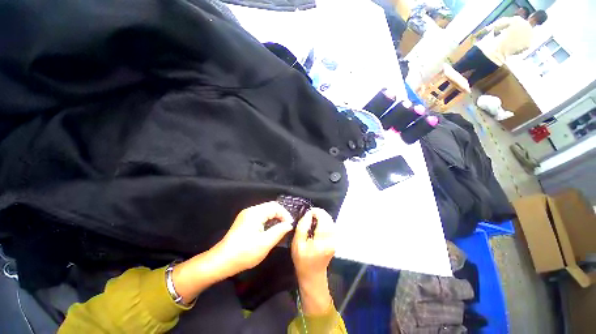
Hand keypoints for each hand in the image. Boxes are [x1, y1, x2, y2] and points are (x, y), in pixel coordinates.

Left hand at [216, 201, 293, 273]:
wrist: (221, 262)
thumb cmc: (244, 253)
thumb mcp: (265, 243)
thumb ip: (279, 231)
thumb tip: (289, 224)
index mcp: (255, 213)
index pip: (275, 206)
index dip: (285, 214)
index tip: (290, 225)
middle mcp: (250, 210)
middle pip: (270, 207)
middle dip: (281, 215)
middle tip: (287, 227)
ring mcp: (246, 215)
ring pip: (265, 212)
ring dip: (275, 218)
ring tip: (281, 228)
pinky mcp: (244, 221)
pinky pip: (260, 216)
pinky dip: (268, 221)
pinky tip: (270, 230)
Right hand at [291, 208, 335, 314]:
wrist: (312, 274)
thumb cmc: (302, 259)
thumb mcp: (297, 243)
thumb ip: (302, 226)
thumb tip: (308, 214)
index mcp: (322, 240)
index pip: (323, 219)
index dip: (316, 212)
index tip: (308, 212)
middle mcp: (331, 239)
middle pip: (329, 219)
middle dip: (320, 213)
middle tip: (310, 215)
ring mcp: (335, 240)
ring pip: (331, 221)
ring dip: (323, 217)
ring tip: (313, 218)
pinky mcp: (335, 240)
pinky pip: (332, 225)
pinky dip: (325, 221)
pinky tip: (318, 224)